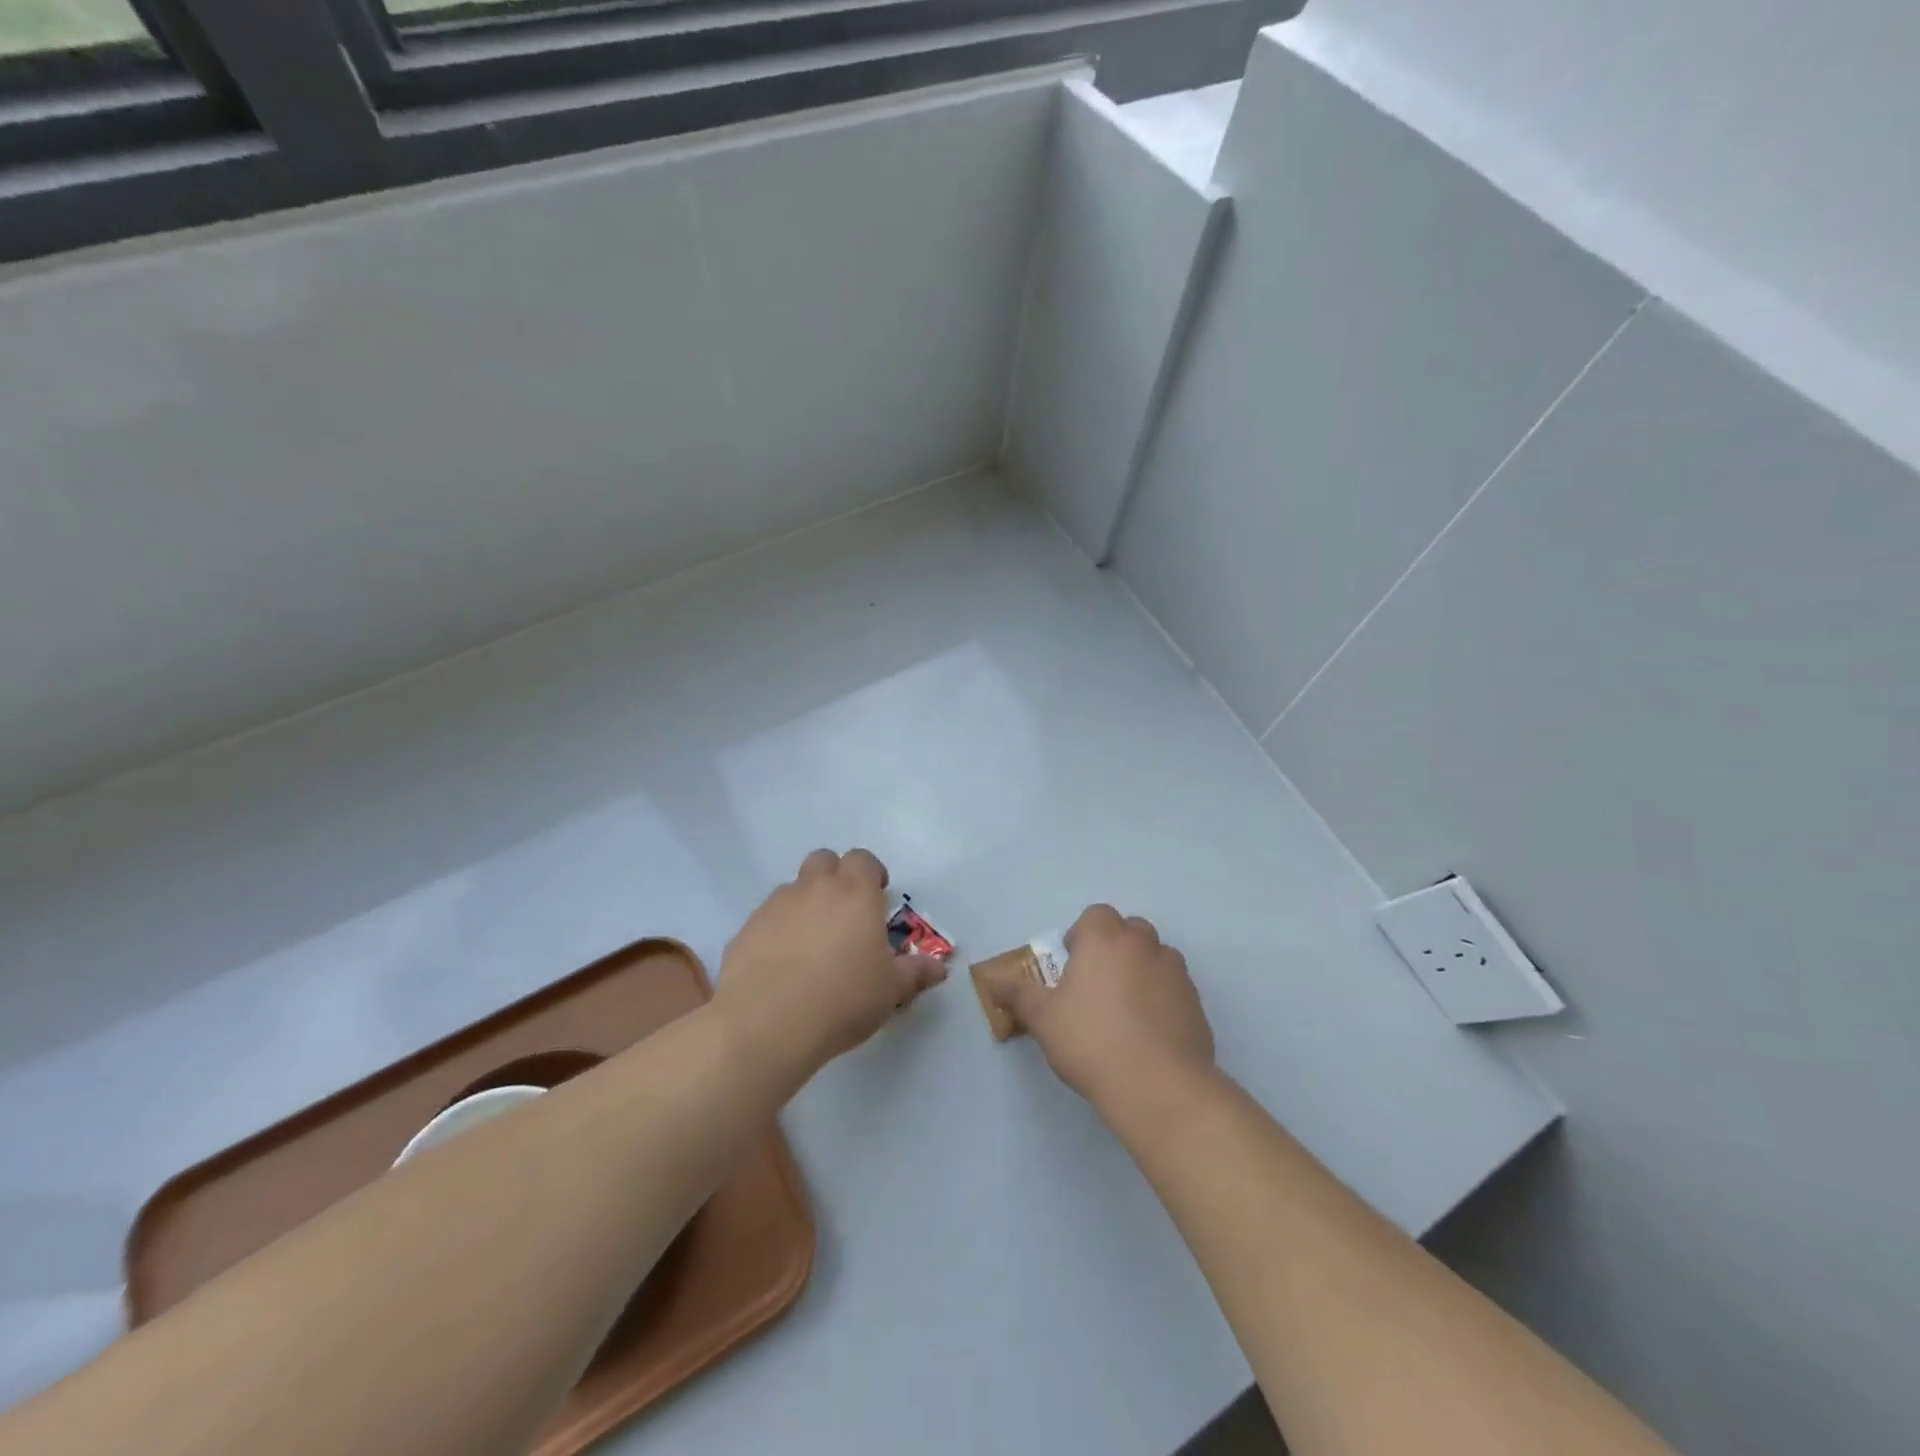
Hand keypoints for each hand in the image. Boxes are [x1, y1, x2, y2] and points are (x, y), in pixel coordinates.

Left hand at [715, 848, 947, 1077]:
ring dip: (805, 904)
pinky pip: (766, 920)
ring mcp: (774, 907)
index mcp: (854, 893)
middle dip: (835, 877)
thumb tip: (939, 968)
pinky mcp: (745, 930)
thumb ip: (916, 973)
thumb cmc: (843, 998)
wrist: (767, 1023)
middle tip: (845, 913)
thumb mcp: (891, 990)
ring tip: (812, 945)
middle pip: (823, 861)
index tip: (878, 895)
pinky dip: (777, 932)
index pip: (862, 859)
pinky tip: (782, 967)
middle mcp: (813, 889)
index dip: (871, 872)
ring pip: (793, 889)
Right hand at [978, 904, 1212, 1106]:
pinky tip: (1150, 1034)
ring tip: (1126, 1011)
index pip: (1096, 916)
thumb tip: (992, 979)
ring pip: (1156, 957)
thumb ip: (1017, 994)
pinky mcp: (1196, 1002)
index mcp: (1105, 938)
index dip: (1083, 936)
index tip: (1073, 968)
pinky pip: (1174, 988)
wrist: (1158, 1086)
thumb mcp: (1042, 1019)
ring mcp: (1175, 972)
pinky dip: (1163, 999)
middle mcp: (1143, 944)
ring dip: (1142, 971)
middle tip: (1097, 987)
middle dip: (1114, 949)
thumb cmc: (1091, 1041)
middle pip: (1129, 931)